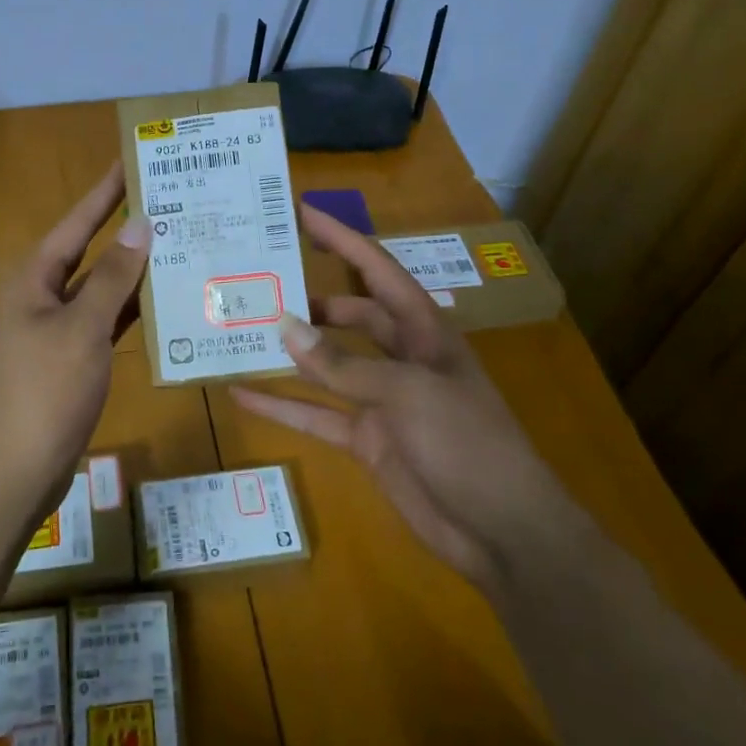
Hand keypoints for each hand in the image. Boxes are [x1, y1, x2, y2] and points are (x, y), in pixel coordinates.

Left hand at [0, 161, 149, 512]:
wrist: (18, 469)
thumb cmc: (46, 390)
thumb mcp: (82, 328)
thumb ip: (112, 277)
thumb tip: (140, 226)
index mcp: (34, 278)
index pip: (77, 222)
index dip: (105, 192)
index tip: (133, 161)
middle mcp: (42, 295)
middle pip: (89, 251)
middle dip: (125, 228)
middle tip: (168, 200)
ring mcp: (57, 328)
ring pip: (101, 287)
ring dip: (134, 270)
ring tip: (178, 242)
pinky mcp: (72, 357)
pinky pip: (105, 320)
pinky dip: (131, 310)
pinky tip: (165, 299)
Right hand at [230, 203, 558, 587]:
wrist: (503, 533)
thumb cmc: (467, 444)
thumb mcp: (407, 394)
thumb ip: (342, 364)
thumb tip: (284, 325)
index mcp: (423, 331)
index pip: (376, 270)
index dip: (341, 239)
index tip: (300, 212)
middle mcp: (401, 357)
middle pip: (349, 315)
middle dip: (310, 297)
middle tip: (260, 280)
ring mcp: (381, 399)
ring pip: (327, 364)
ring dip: (292, 350)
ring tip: (244, 329)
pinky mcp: (366, 440)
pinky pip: (316, 415)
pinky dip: (282, 405)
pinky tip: (243, 393)